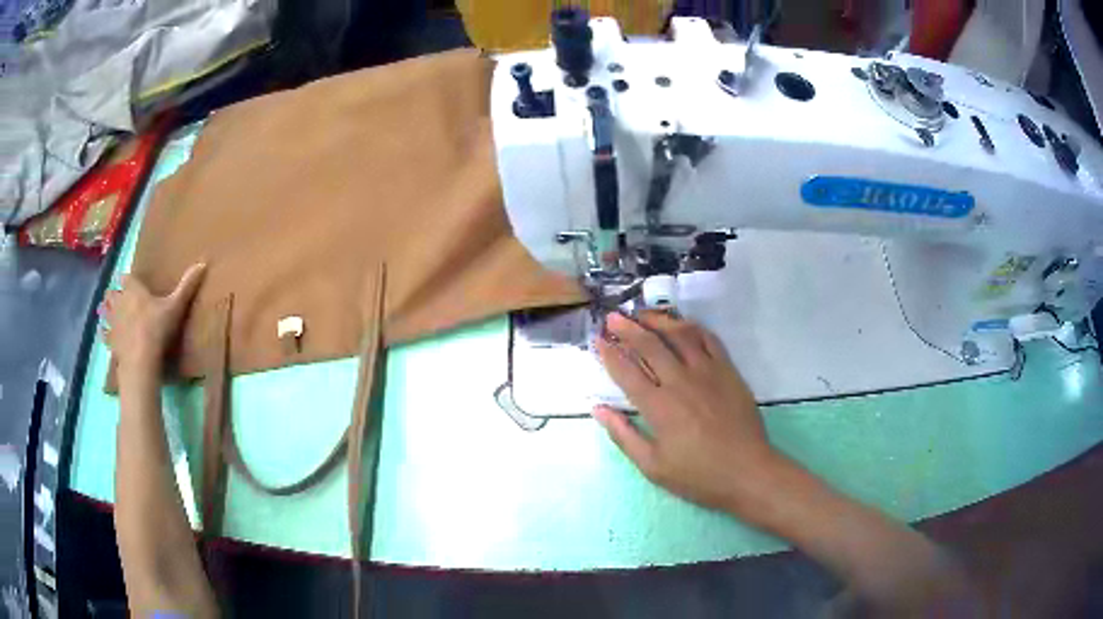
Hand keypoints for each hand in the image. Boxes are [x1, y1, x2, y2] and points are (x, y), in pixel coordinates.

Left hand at [100, 264, 206, 373]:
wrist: (140, 360)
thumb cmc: (157, 329)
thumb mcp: (175, 307)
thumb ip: (187, 286)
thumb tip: (204, 262)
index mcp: (133, 289)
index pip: (127, 277)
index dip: (129, 280)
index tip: (132, 283)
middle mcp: (119, 301)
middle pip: (112, 292)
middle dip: (115, 294)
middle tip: (120, 298)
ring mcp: (112, 322)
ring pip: (105, 311)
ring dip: (107, 311)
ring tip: (111, 314)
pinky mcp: (110, 341)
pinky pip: (104, 334)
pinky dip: (104, 333)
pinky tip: (106, 336)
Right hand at [594, 311, 782, 514]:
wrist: (747, 471)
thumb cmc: (698, 475)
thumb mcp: (653, 466)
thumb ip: (624, 435)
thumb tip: (598, 409)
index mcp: (658, 407)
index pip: (626, 372)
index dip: (609, 353)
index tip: (597, 340)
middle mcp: (680, 381)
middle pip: (650, 346)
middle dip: (627, 329)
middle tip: (612, 318)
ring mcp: (707, 372)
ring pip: (680, 335)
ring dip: (658, 321)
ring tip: (642, 313)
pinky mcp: (728, 371)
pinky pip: (709, 339)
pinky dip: (692, 327)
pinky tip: (682, 324)